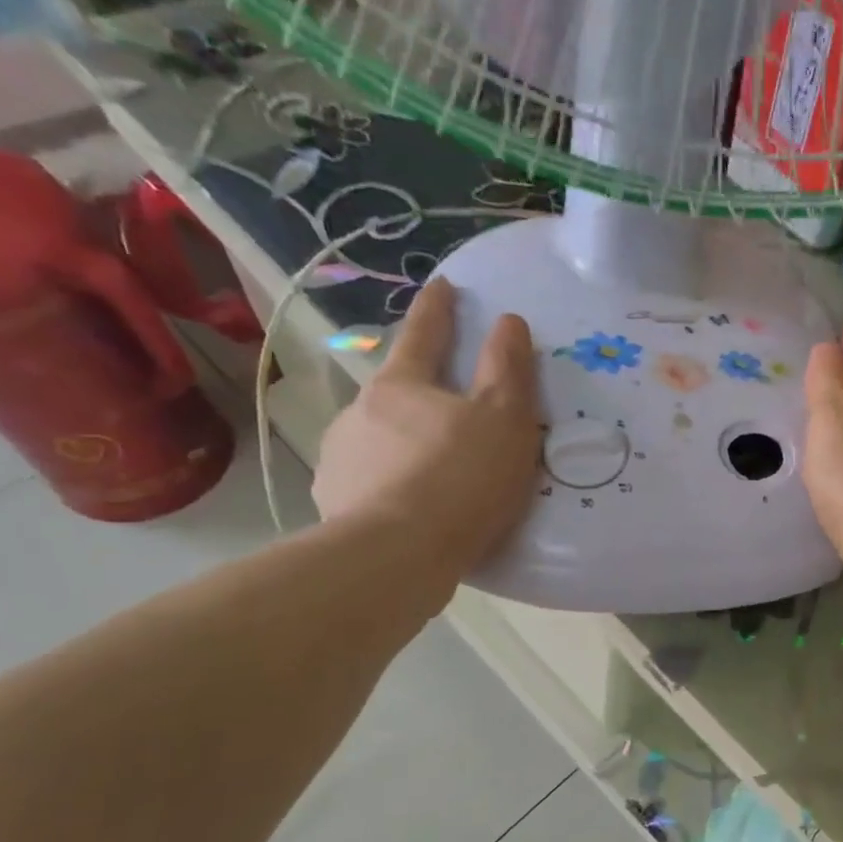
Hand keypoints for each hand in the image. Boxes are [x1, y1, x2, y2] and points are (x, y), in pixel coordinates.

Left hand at [312, 278, 540, 590]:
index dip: (439, 309)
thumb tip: (508, 320)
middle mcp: (360, 411)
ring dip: (403, 444)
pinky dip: (388, 485)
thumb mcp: (505, 419)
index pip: (425, 334)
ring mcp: (340, 457)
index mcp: (403, 385)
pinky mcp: (334, 502)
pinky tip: (407, 509)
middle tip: (452, 415)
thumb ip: (508, 368)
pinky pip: (368, 483)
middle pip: (398, 391)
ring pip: (379, 439)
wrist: (398, 555)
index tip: (444, 285)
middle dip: (422, 394)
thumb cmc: (461, 478)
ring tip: (432, 474)